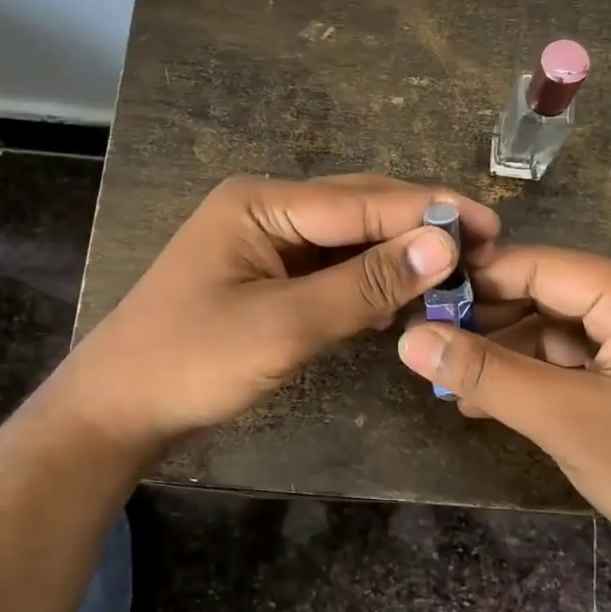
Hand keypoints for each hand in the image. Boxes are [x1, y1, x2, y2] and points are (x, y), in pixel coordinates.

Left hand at [55, 174, 498, 459]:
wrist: (117, 411)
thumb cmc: (192, 362)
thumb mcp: (285, 325)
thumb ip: (366, 283)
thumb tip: (445, 243)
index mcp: (261, 200)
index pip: (362, 200)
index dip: (430, 212)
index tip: (492, 226)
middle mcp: (266, 207)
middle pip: (359, 209)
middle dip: (419, 227)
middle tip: (485, 247)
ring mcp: (266, 241)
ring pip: (350, 239)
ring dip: (398, 255)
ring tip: (458, 271)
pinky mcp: (269, 275)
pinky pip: (332, 267)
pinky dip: (369, 280)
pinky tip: (404, 296)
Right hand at [397, 245, 610, 607]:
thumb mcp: (565, 419)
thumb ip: (486, 373)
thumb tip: (408, 339)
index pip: (538, 265)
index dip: (476, 280)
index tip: (417, 301)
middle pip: (545, 294)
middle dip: (486, 323)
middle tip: (425, 348)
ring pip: (553, 330)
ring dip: (503, 356)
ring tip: (448, 383)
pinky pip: (572, 360)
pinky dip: (531, 378)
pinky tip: (486, 401)